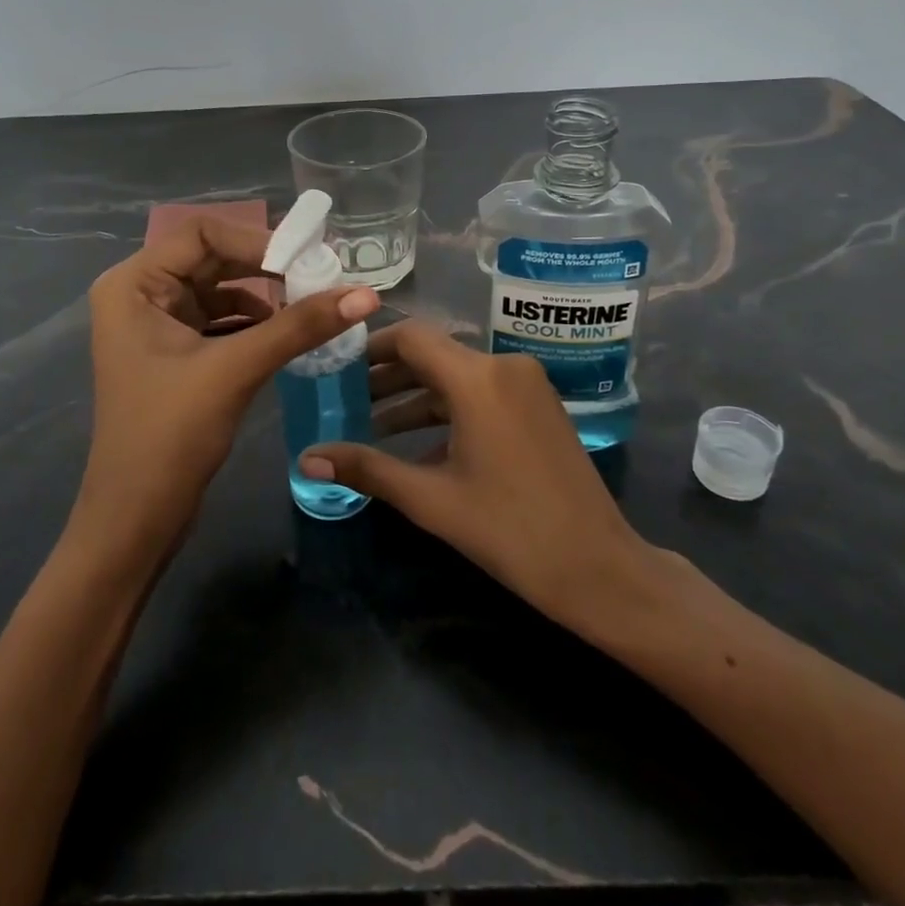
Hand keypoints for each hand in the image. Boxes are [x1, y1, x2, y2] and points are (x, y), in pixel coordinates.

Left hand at [77, 216, 377, 556]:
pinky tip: (290, 334)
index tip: (308, 260)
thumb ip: (300, 326)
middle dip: (267, 267)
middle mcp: (141, 294)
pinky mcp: (176, 353)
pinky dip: (257, 324)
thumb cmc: (170, 436)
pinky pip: (223, 322)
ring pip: (222, 290)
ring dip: (266, 296)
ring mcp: (157, 325)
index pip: (202, 233)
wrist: (136, 519)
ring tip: (314, 304)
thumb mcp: (236, 370)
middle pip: (213, 258)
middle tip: (321, 276)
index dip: (257, 239)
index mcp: (134, 284)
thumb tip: (367, 294)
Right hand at [299, 321, 653, 629]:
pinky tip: (417, 445)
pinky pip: (481, 393)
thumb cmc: (510, 530)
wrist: (599, 567)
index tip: (336, 368)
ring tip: (371, 425)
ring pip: (456, 376)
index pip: (412, 338)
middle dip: (387, 376)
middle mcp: (503, 366)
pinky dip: (447, 410)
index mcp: (478, 378)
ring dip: (415, 397)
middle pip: (433, 354)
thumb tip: (306, 460)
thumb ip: (367, 469)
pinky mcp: (538, 406)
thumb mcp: (431, 499)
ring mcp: (526, 385)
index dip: (370, 348)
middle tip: (344, 399)